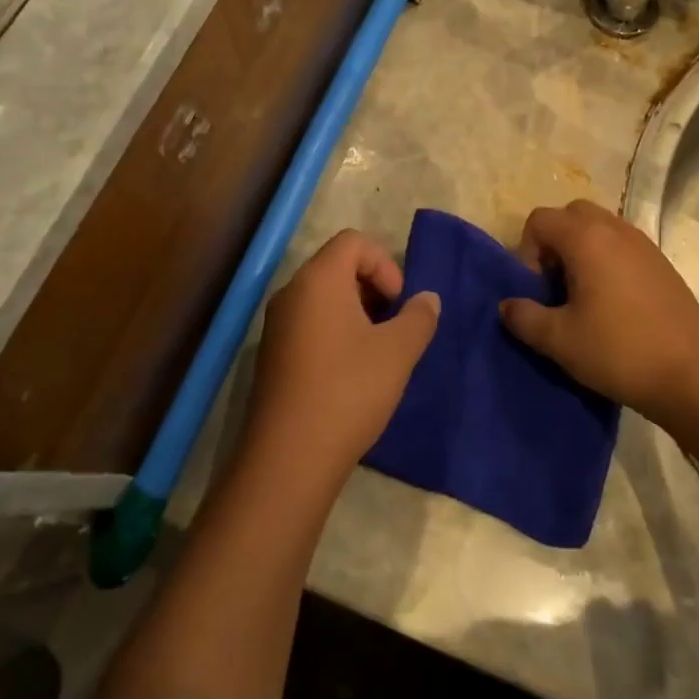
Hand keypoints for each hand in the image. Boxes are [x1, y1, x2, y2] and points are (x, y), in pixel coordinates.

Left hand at [242, 230, 438, 493]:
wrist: (290, 457)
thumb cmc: (349, 390)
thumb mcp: (398, 352)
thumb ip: (418, 317)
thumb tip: (427, 299)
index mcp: (318, 280)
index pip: (353, 241)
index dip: (385, 264)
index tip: (398, 304)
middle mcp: (291, 293)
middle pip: (336, 265)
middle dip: (372, 287)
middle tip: (392, 325)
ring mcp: (276, 325)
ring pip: (323, 296)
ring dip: (356, 311)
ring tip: (377, 350)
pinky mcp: (272, 354)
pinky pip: (309, 322)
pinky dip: (335, 331)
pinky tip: (352, 371)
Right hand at [500, 200, 698, 423]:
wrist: (694, 374)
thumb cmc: (619, 351)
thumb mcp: (560, 341)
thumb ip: (524, 318)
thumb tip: (507, 305)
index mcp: (586, 238)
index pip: (540, 220)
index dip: (527, 252)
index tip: (537, 290)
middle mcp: (615, 229)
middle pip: (571, 214)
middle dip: (554, 243)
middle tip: (556, 286)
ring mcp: (642, 243)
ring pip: (599, 227)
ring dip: (581, 251)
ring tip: (583, 297)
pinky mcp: (661, 262)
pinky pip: (622, 244)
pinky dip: (607, 260)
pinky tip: (612, 304)